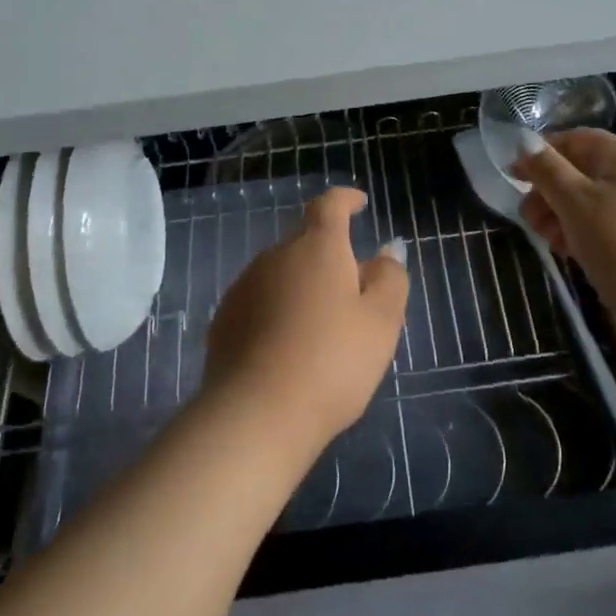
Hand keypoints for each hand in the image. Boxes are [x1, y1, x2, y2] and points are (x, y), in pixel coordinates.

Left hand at [204, 188, 408, 455]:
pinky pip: (261, 302)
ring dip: (303, 286)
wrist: (255, 415)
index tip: (358, 203)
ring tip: (322, 327)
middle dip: (331, 257)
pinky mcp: (224, 319)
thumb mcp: (381, 322)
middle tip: (354, 292)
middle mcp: (276, 255)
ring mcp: (245, 286)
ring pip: (283, 273)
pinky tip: (288, 348)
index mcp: (317, 247)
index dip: (345, 200)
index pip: (330, 205)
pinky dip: (278, 312)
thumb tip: (386, 252)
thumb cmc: (331, 362)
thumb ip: (390, 279)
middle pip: (307, 243)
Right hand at [515, 129, 615, 325]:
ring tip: (554, 245)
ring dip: (566, 217)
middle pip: (584, 172)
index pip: (575, 139)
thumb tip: (526, 142)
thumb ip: (547, 170)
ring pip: (597, 202)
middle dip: (551, 193)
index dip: (541, 154)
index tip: (514, 178)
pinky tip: (580, 257)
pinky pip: (615, 226)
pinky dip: (591, 235)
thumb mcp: (576, 203)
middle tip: (531, 222)